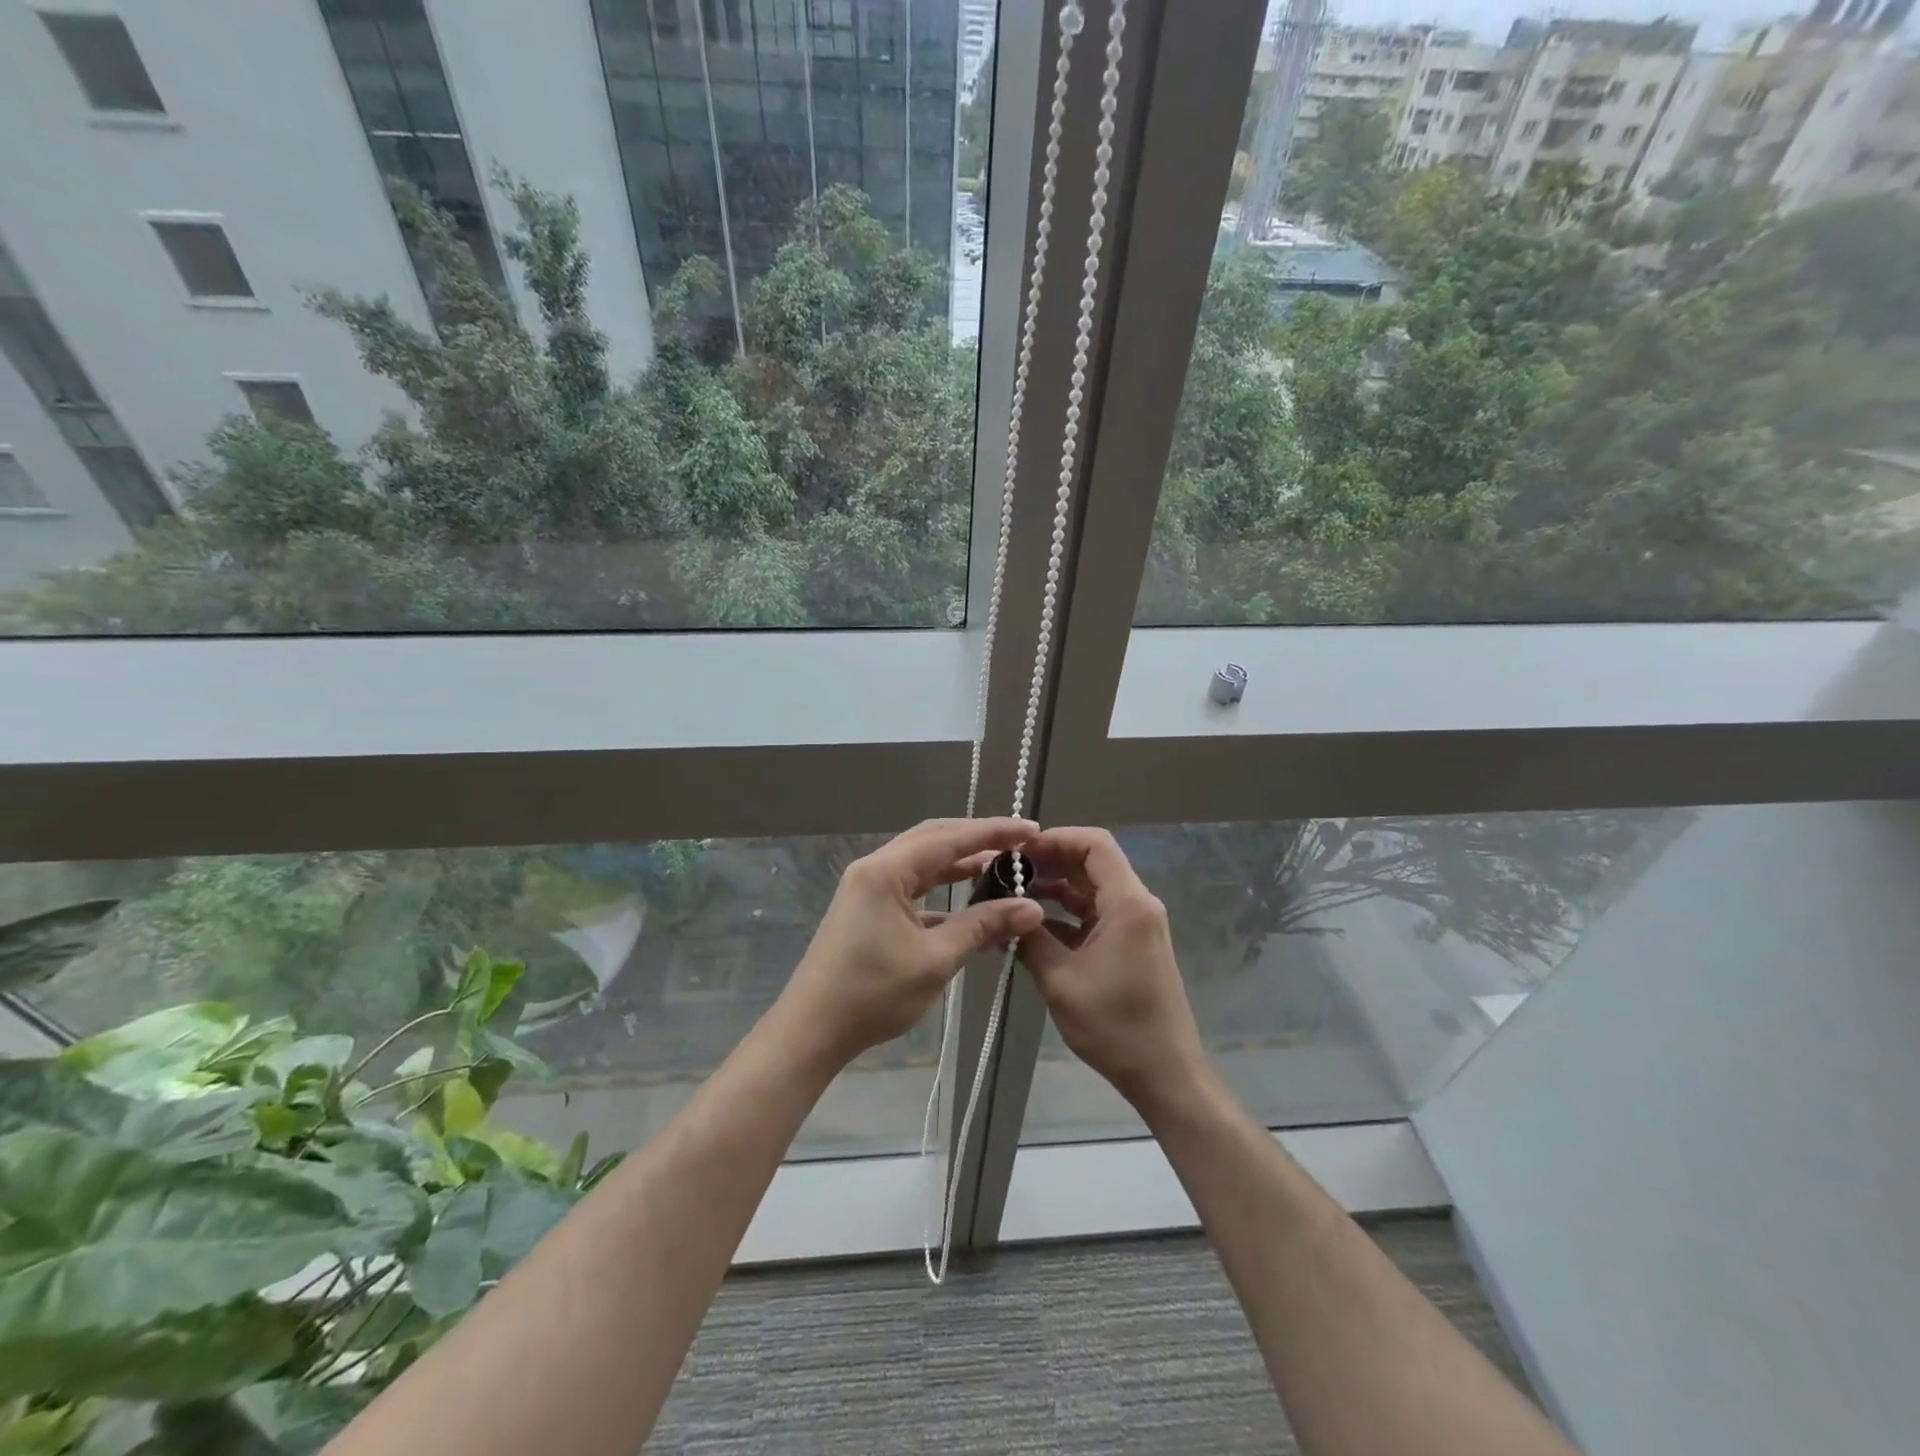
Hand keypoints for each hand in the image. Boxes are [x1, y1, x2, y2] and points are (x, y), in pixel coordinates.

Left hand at [776, 818, 1045, 1067]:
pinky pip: (912, 887)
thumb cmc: (872, 993)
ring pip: (922, 863)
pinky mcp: (868, 909)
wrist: (812, 1030)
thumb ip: (983, 926)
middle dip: (977, 839)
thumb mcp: (935, 959)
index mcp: (886, 871)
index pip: (949, 839)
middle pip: (933, 839)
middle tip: (1019, 844)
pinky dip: (942, 890)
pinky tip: (969, 905)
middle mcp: (875, 869)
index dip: (993, 832)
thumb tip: (1031, 908)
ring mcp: (868, 888)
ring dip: (959, 863)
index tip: (1031, 830)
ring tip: (1001, 866)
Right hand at [1019, 827, 1210, 1107]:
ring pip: (1091, 890)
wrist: (1164, 1074)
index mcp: (1128, 903)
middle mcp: (1137, 905)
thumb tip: (1003, 909)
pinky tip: (1031, 928)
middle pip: (1092, 863)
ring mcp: (1135, 925)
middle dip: (1049, 863)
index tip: (1019, 851)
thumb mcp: (1061, 980)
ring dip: (1054, 890)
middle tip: (1006, 874)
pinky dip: (1065, 915)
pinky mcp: (1130, 945)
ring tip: (1011, 899)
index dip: (1055, 839)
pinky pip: (1095, 915)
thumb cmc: (1115, 1026)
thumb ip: (1030, 938)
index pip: (1094, 844)